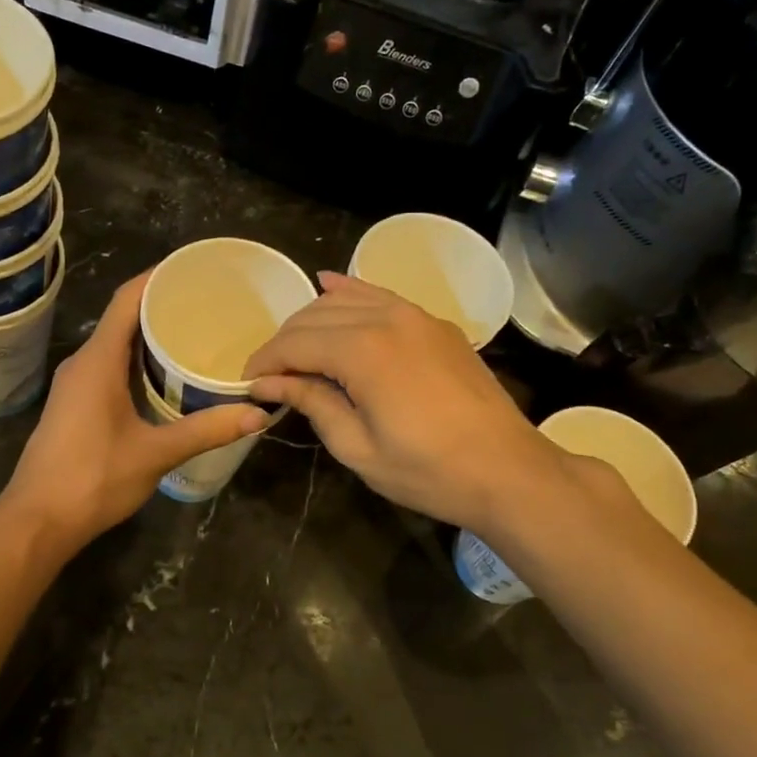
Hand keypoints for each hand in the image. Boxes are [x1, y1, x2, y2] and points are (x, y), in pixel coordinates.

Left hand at [0, 274, 266, 555]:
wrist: (37, 521)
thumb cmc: (92, 479)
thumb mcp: (155, 453)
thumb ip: (206, 430)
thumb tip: (257, 413)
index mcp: (97, 361)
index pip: (126, 300)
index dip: (157, 278)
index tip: (193, 268)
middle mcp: (83, 363)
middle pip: (122, 318)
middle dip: (162, 306)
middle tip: (208, 304)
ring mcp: (75, 385)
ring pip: (115, 345)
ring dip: (149, 336)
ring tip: (194, 334)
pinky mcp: (75, 405)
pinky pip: (109, 367)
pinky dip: (137, 361)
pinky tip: (165, 376)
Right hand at [246, 273, 572, 530]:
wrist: (507, 471)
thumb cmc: (428, 470)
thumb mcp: (357, 447)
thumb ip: (311, 402)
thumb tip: (267, 382)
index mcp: (362, 351)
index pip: (295, 344)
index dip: (265, 361)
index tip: (248, 383)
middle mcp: (385, 318)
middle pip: (315, 316)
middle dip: (285, 342)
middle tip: (270, 373)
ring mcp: (415, 314)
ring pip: (345, 300)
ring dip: (312, 319)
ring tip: (296, 349)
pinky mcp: (433, 323)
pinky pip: (380, 295)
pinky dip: (350, 291)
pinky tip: (329, 286)